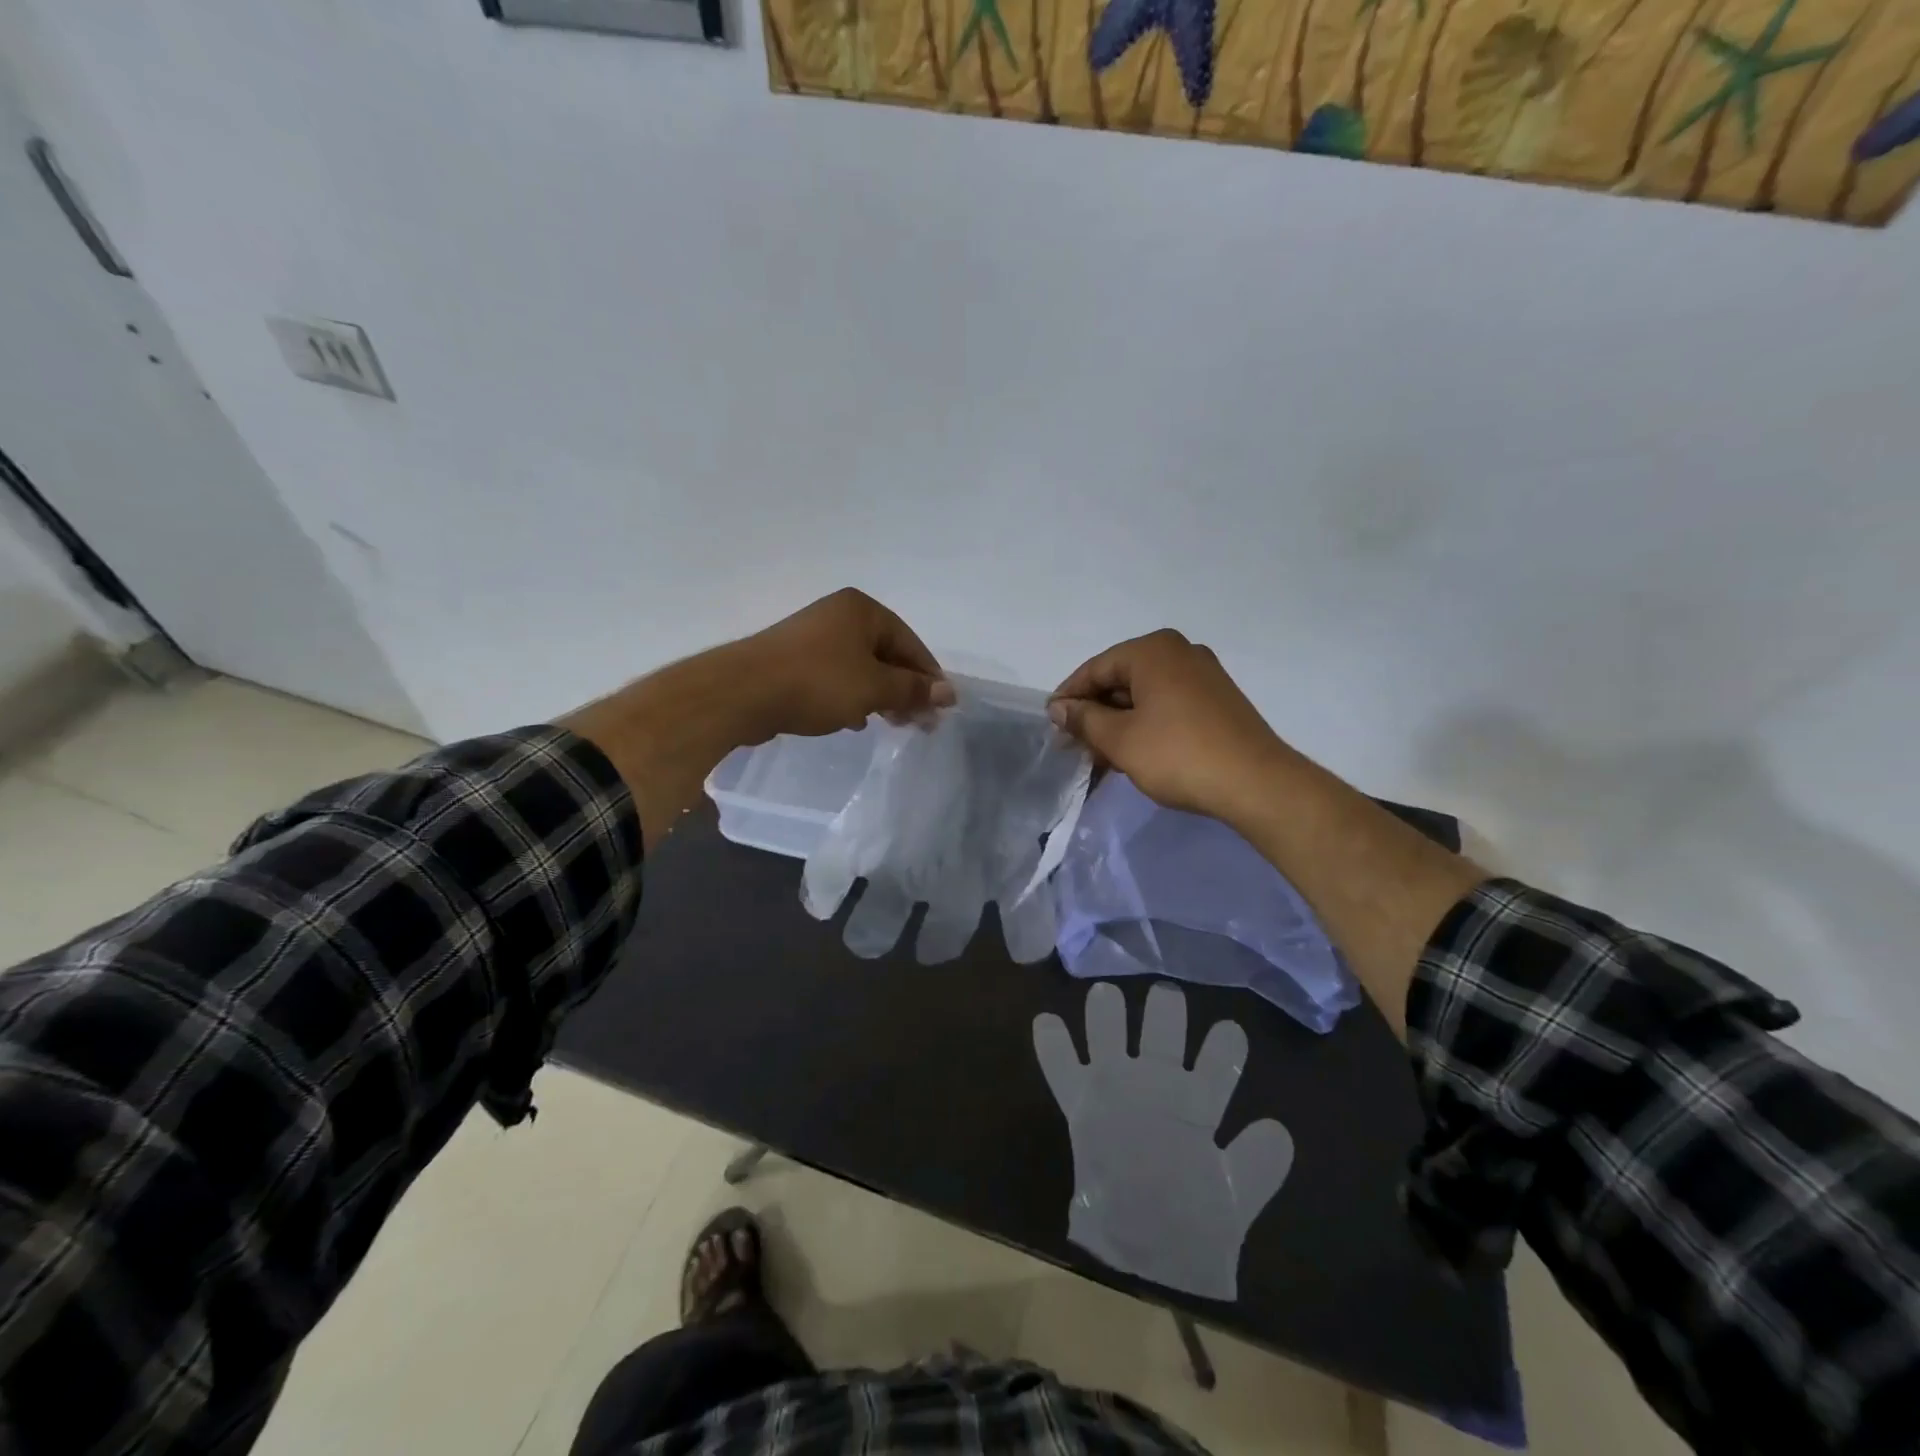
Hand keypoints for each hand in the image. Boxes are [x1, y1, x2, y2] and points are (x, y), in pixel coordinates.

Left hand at [735, 588, 952, 738]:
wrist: (742, 692)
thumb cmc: (818, 682)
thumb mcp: (874, 687)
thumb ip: (912, 690)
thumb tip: (948, 693)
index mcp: (862, 610)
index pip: (910, 643)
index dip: (929, 677)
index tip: (941, 710)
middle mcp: (839, 615)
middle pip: (886, 654)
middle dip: (904, 689)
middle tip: (918, 723)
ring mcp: (813, 636)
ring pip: (860, 668)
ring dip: (879, 696)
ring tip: (888, 724)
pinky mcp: (793, 660)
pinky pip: (835, 677)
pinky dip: (850, 697)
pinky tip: (852, 721)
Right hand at [1048, 629, 1287, 823]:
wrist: (1256, 783)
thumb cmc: (1177, 754)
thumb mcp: (1120, 739)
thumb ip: (1084, 719)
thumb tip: (1058, 707)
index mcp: (1153, 650)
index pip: (1096, 668)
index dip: (1069, 697)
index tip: (1051, 724)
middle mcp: (1180, 652)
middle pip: (1121, 679)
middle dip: (1096, 712)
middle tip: (1075, 744)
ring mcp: (1204, 675)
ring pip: (1145, 695)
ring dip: (1119, 722)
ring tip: (1101, 755)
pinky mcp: (1218, 700)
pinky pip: (1168, 704)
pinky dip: (1146, 724)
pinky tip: (1134, 752)